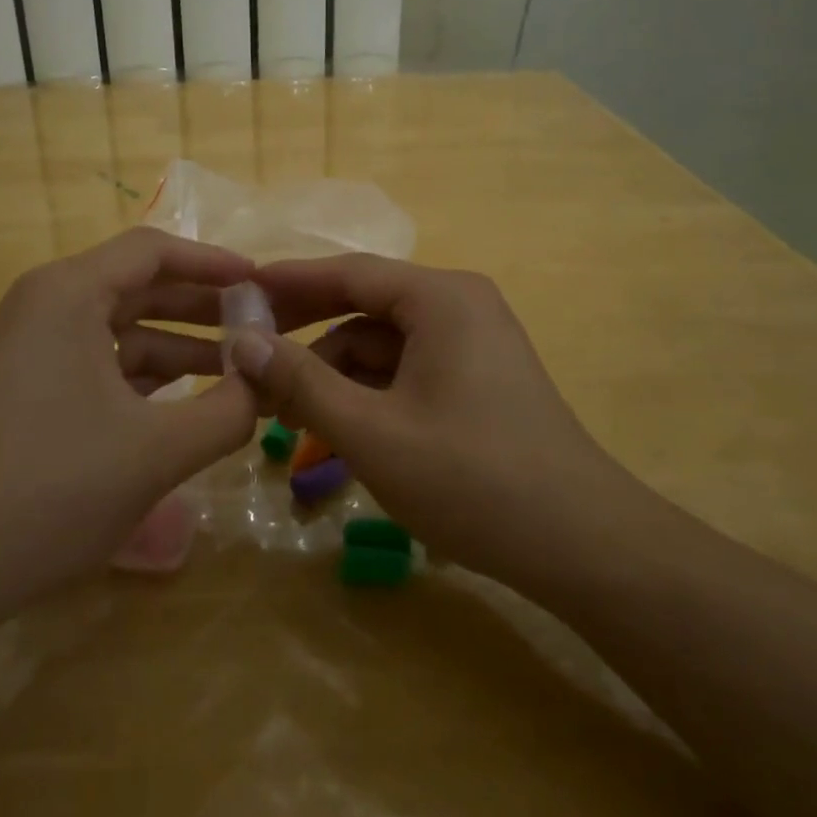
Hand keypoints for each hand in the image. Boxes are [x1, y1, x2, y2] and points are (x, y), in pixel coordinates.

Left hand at [0, 229, 259, 616]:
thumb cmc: (51, 489)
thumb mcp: (156, 451)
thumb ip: (228, 412)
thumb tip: (267, 385)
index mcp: (68, 294)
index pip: (153, 251)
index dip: (213, 263)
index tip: (261, 283)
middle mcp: (42, 307)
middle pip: (137, 287)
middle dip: (201, 309)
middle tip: (260, 329)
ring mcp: (26, 351)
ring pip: (117, 331)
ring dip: (176, 348)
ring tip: (235, 373)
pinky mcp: (20, 391)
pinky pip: (94, 365)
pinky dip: (141, 378)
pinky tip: (181, 404)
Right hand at [235, 256, 646, 596]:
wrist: (580, 544)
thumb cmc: (471, 479)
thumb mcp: (371, 432)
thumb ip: (302, 382)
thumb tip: (241, 341)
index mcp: (440, 298)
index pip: (348, 272)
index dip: (288, 282)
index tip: (236, 292)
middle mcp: (459, 306)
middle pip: (364, 307)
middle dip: (306, 336)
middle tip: (247, 356)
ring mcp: (472, 344)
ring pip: (382, 347)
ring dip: (334, 376)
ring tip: (284, 415)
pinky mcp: (476, 381)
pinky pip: (406, 373)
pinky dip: (367, 395)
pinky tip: (334, 430)